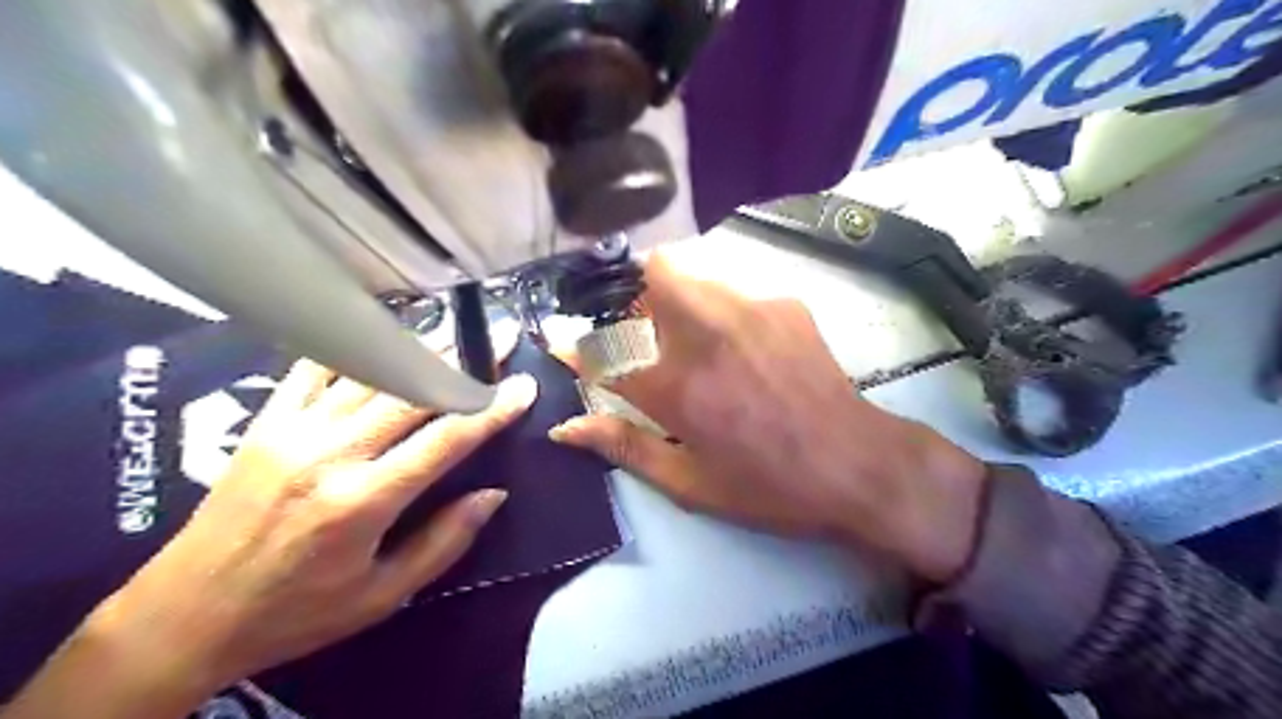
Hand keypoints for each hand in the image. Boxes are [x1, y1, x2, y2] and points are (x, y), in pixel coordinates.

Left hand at [5, 366, 536, 717]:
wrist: (184, 615)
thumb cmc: (296, 612)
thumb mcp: (382, 596)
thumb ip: (444, 542)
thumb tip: (493, 494)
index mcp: (363, 501)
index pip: (446, 440)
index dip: (490, 410)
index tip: (523, 386)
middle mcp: (331, 454)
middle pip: (412, 392)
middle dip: (465, 364)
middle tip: (499, 340)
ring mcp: (294, 430)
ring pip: (370, 371)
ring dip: (420, 349)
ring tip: (457, 330)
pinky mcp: (266, 422)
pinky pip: (315, 368)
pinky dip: (356, 347)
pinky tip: (384, 334)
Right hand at [547, 254, 983, 583]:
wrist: (857, 464)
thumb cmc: (768, 487)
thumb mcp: (689, 483)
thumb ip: (624, 446)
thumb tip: (567, 427)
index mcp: (677, 389)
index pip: (603, 349)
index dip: (574, 343)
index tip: (561, 340)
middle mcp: (708, 335)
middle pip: (653, 271)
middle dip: (634, 292)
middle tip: (644, 332)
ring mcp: (751, 311)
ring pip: (692, 273)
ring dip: (675, 298)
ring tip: (696, 342)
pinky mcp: (784, 304)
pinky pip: (732, 290)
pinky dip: (719, 310)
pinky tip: (744, 348)